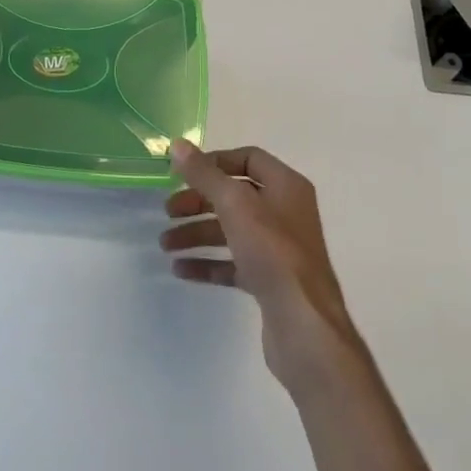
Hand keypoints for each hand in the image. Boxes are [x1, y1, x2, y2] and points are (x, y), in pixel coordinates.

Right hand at [161, 141, 360, 391]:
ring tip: (165, 244)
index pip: (248, 160)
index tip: (183, 174)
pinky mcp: (269, 281)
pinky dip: (207, 263)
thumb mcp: (235, 204)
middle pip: (234, 196)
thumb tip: (178, 145)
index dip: (214, 163)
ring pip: (230, 231)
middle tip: (167, 212)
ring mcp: (278, 249)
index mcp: (286, 187)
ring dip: (197, 233)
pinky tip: (180, 270)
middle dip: (198, 202)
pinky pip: (233, 264)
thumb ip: (205, 174)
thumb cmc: (272, 253)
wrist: (304, 326)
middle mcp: (285, 212)